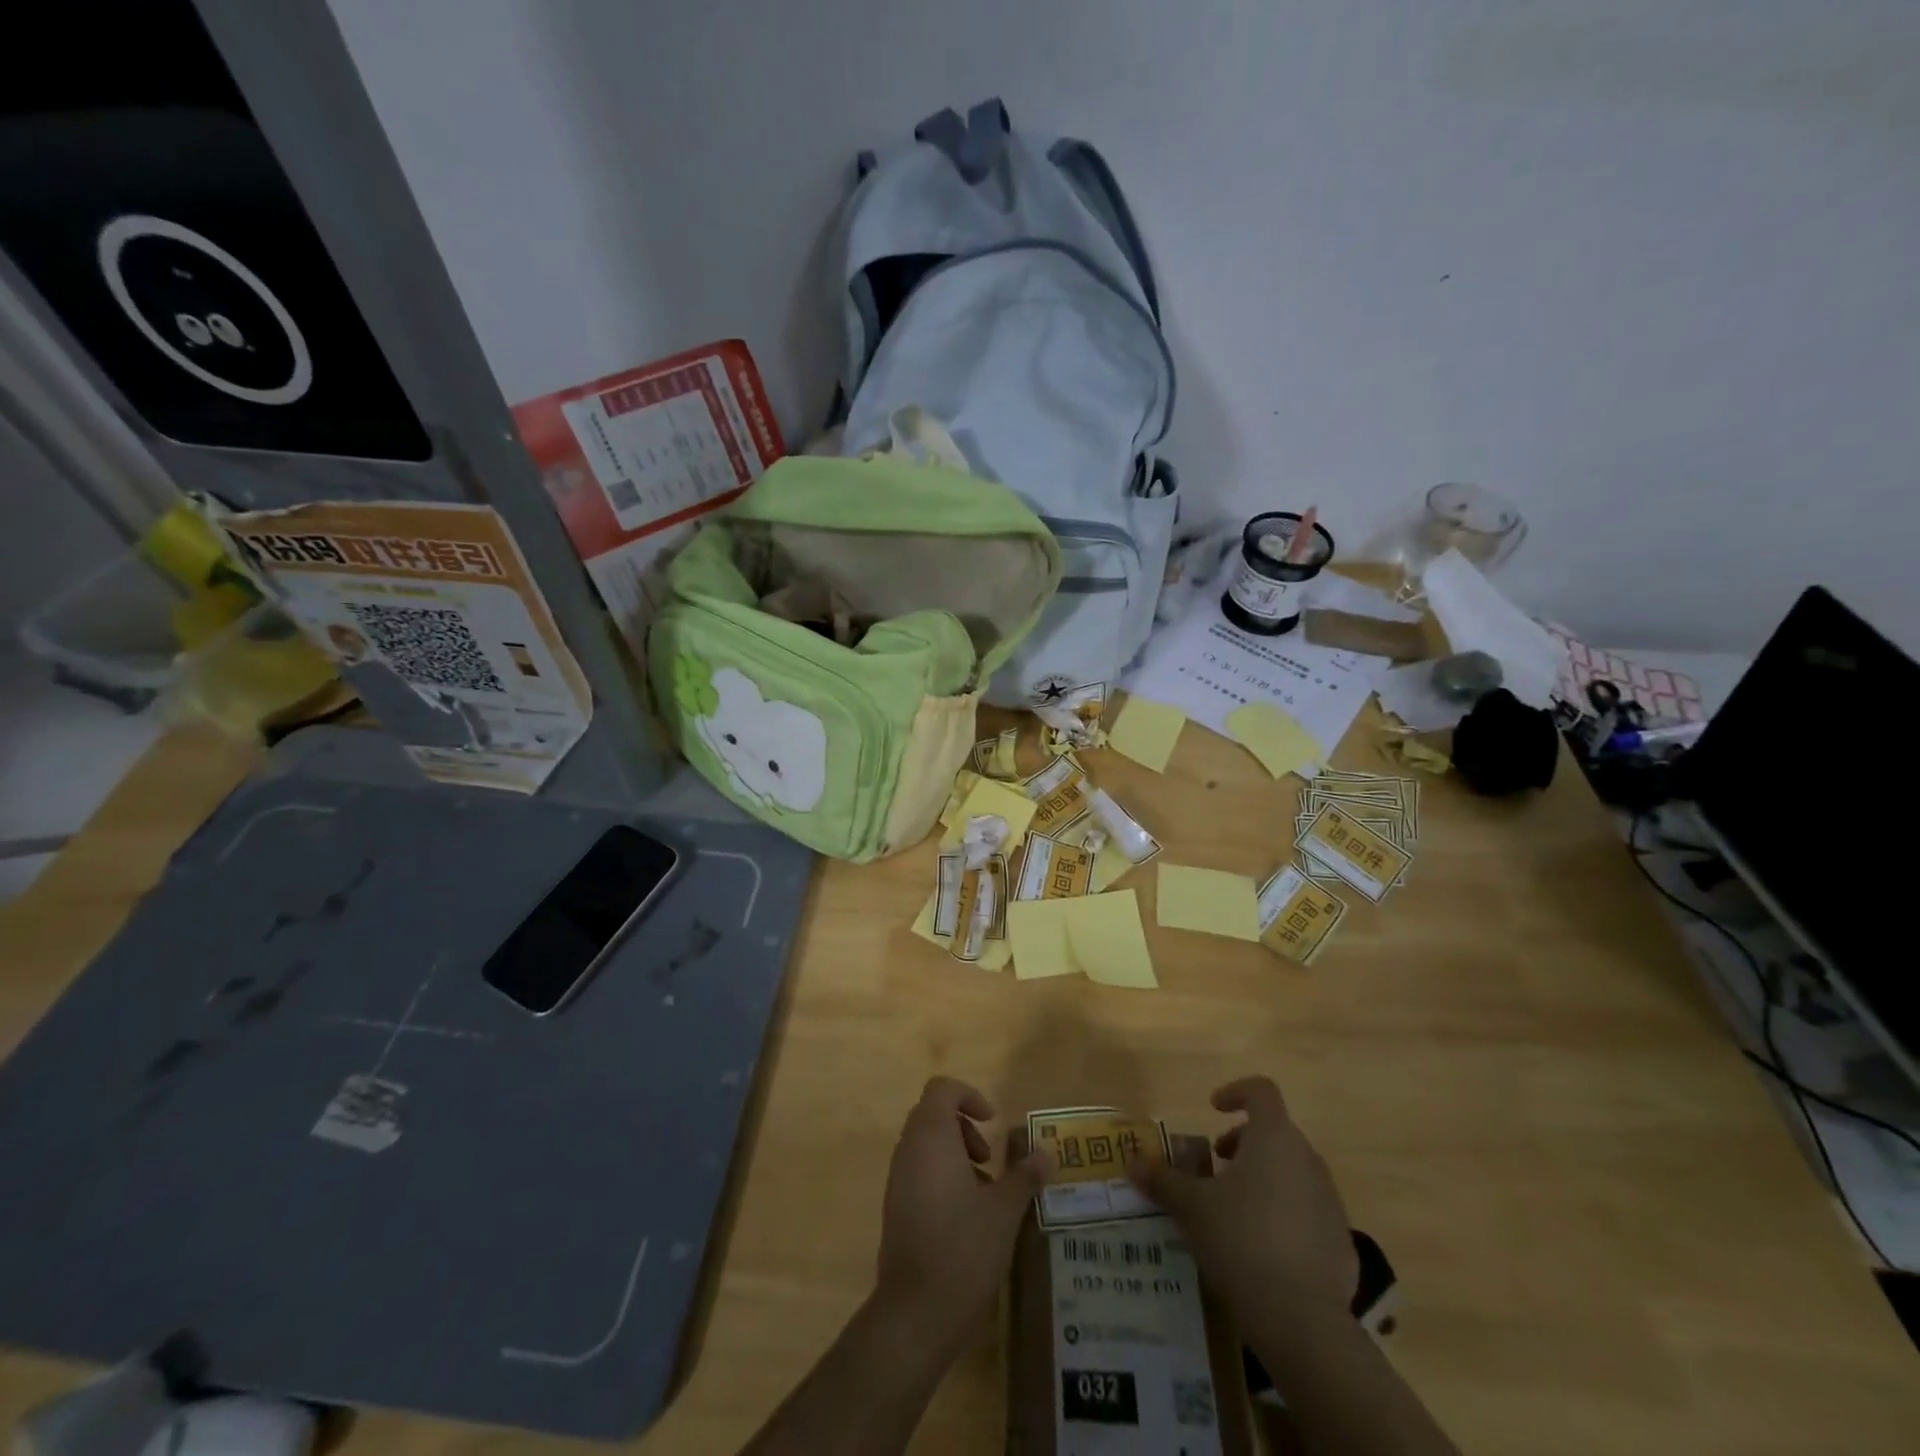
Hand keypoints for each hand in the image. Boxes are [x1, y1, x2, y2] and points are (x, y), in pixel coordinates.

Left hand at [874, 1077, 1049, 1351]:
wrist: (916, 1312)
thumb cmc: (964, 1248)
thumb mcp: (1005, 1210)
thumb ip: (1024, 1176)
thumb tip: (1045, 1154)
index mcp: (931, 1137)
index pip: (942, 1089)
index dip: (969, 1096)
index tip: (992, 1122)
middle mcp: (909, 1149)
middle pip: (933, 1114)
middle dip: (965, 1127)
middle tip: (990, 1159)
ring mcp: (898, 1179)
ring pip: (926, 1145)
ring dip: (957, 1155)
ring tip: (986, 1192)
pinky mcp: (896, 1207)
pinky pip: (919, 1172)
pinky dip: (943, 1177)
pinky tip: (968, 1216)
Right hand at [1130, 1076, 1357, 1316]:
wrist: (1302, 1319)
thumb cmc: (1240, 1240)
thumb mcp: (1191, 1207)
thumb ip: (1162, 1180)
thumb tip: (1131, 1161)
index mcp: (1273, 1138)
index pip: (1262, 1091)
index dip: (1236, 1092)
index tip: (1213, 1109)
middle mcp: (1307, 1159)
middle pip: (1276, 1133)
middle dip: (1244, 1142)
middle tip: (1216, 1165)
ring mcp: (1330, 1201)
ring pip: (1294, 1171)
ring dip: (1265, 1177)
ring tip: (1236, 1209)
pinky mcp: (1342, 1241)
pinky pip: (1309, 1211)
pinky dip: (1286, 1215)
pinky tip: (1263, 1249)